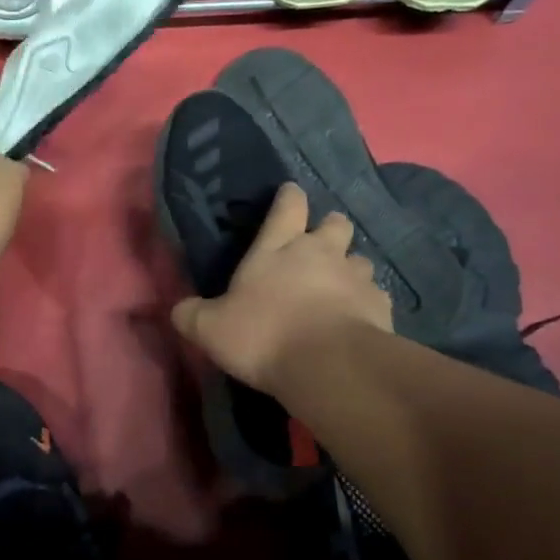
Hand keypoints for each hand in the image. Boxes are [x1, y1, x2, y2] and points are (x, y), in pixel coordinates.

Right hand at [172, 183, 392, 392]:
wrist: (328, 365)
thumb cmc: (263, 335)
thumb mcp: (209, 329)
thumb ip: (191, 314)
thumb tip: (179, 309)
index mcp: (278, 248)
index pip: (287, 206)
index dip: (289, 198)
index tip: (290, 194)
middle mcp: (320, 252)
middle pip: (335, 223)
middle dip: (328, 229)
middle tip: (318, 247)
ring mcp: (355, 277)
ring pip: (360, 259)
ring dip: (349, 268)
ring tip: (338, 289)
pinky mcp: (381, 305)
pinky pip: (375, 295)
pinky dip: (365, 303)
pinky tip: (355, 320)